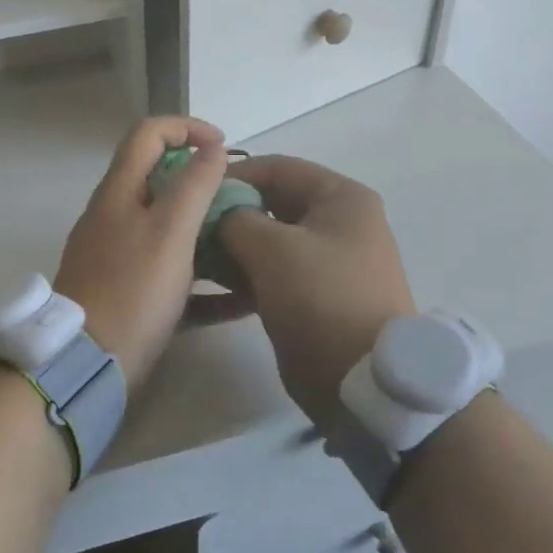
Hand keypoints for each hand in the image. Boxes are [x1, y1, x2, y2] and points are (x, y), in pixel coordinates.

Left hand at [54, 116, 227, 389]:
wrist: (86, 365)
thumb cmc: (132, 290)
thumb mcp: (170, 231)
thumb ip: (194, 185)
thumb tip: (213, 148)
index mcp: (119, 191)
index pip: (148, 133)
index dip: (187, 127)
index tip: (225, 147)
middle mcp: (115, 216)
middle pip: (160, 179)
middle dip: (203, 182)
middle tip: (241, 200)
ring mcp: (118, 256)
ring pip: (169, 229)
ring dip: (208, 230)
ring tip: (246, 244)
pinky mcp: (128, 293)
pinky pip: (172, 274)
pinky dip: (204, 280)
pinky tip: (240, 300)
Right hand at [217, 156, 415, 423]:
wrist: (366, 384)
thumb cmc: (322, 299)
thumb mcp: (272, 250)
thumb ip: (235, 219)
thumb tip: (216, 213)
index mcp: (340, 198)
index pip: (277, 168)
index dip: (232, 175)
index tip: (191, 191)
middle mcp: (338, 223)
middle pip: (272, 204)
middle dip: (228, 214)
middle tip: (186, 228)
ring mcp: (327, 262)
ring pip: (268, 242)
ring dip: (230, 248)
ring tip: (191, 258)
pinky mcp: (315, 296)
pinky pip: (272, 274)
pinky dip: (243, 276)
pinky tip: (207, 288)